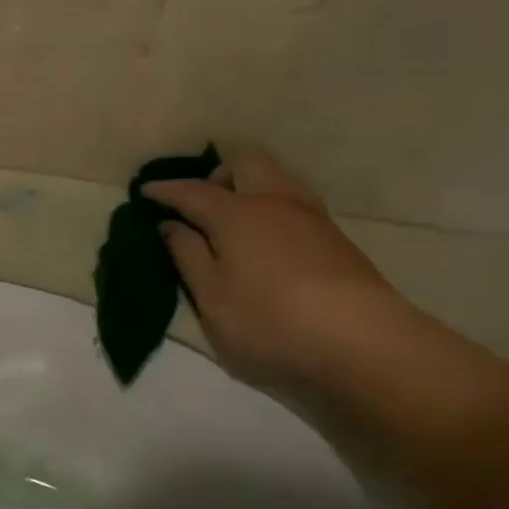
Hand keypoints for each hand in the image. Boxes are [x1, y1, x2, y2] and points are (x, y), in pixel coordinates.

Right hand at [144, 151, 404, 389]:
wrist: (364, 345)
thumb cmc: (270, 321)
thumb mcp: (210, 296)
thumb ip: (186, 255)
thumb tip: (170, 225)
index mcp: (236, 213)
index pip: (191, 191)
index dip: (165, 190)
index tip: (144, 192)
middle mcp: (274, 202)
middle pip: (245, 163)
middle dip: (217, 175)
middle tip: (200, 205)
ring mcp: (311, 218)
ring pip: (276, 179)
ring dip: (249, 188)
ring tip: (233, 222)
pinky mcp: (336, 239)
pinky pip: (294, 203)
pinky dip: (271, 208)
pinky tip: (267, 242)